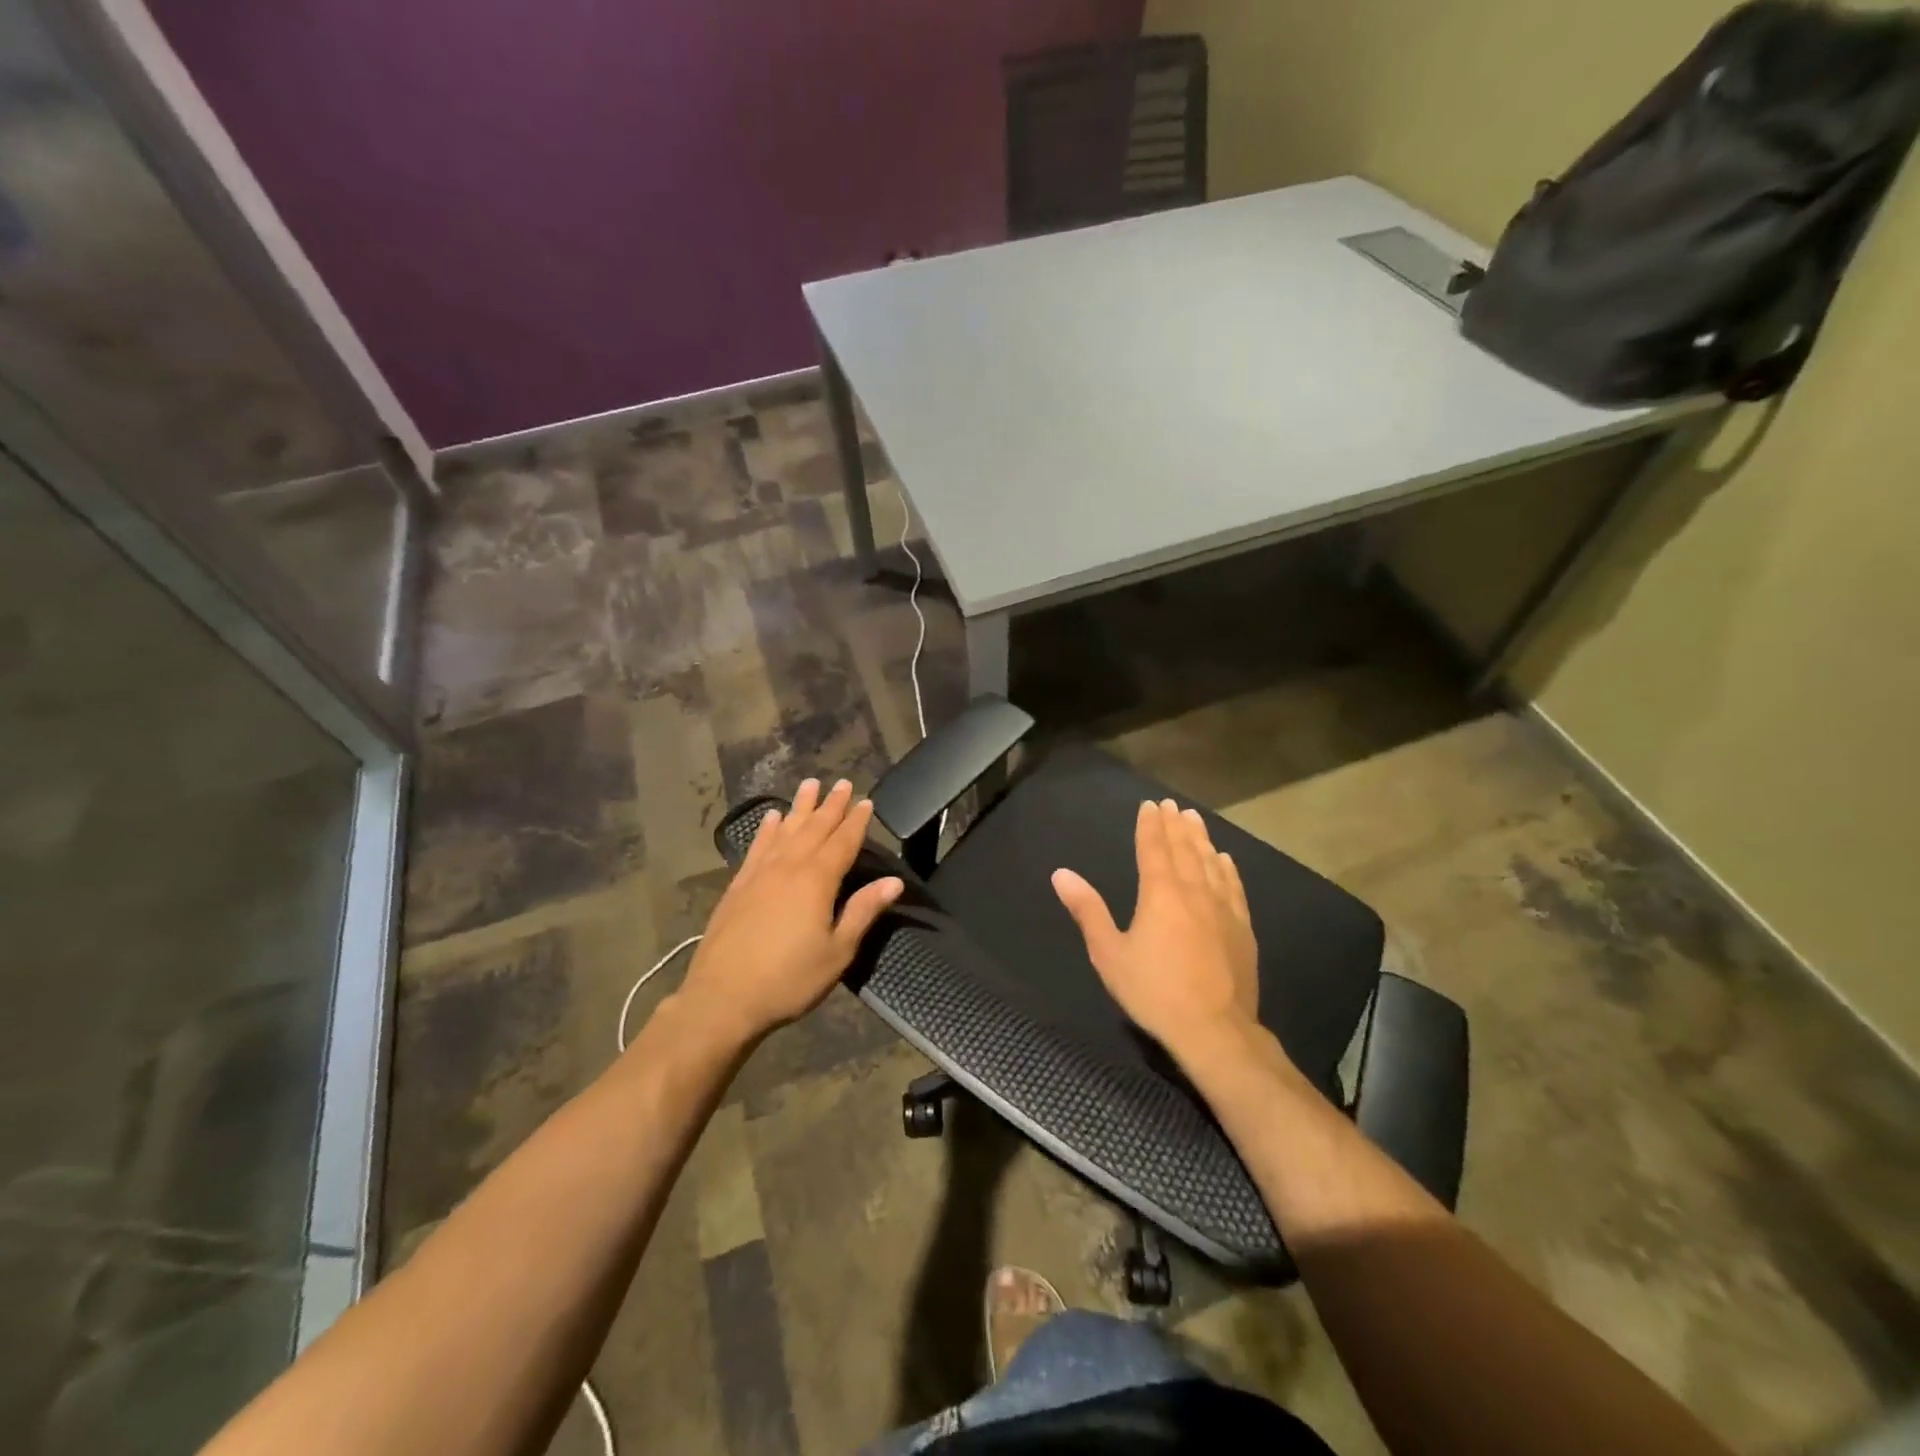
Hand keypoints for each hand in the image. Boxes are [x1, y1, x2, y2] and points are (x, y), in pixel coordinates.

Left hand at [679, 779, 902, 1047]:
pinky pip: (757, 847)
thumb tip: (893, 881)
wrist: (723, 998)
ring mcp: (760, 873)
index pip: (842, 842)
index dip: (856, 821)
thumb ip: (863, 911)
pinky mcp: (738, 885)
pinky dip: (768, 829)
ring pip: (786, 830)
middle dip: (831, 805)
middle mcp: (789, 867)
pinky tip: (772, 817)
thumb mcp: (837, 952)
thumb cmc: (789, 979)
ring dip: (800, 807)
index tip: (866, 801)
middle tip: (843, 783)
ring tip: (810, 784)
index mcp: (817, 881)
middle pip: (815, 828)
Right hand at [1052, 799, 1258, 1061]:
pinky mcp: (1242, 928)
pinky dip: (1227, 869)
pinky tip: (1226, 860)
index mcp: (1160, 893)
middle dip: (1176, 825)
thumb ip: (1088, 911)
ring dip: (1201, 839)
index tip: (1150, 805)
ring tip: (1196, 820)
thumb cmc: (1154, 991)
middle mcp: (1194, 892)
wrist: (1214, 1029)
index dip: (1150, 826)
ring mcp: (1223, 909)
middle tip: (1172, 805)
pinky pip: (1234, 887)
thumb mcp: (1109, 954)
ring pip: (1211, 863)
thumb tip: (1061, 874)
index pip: (1154, 848)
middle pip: (1184, 849)